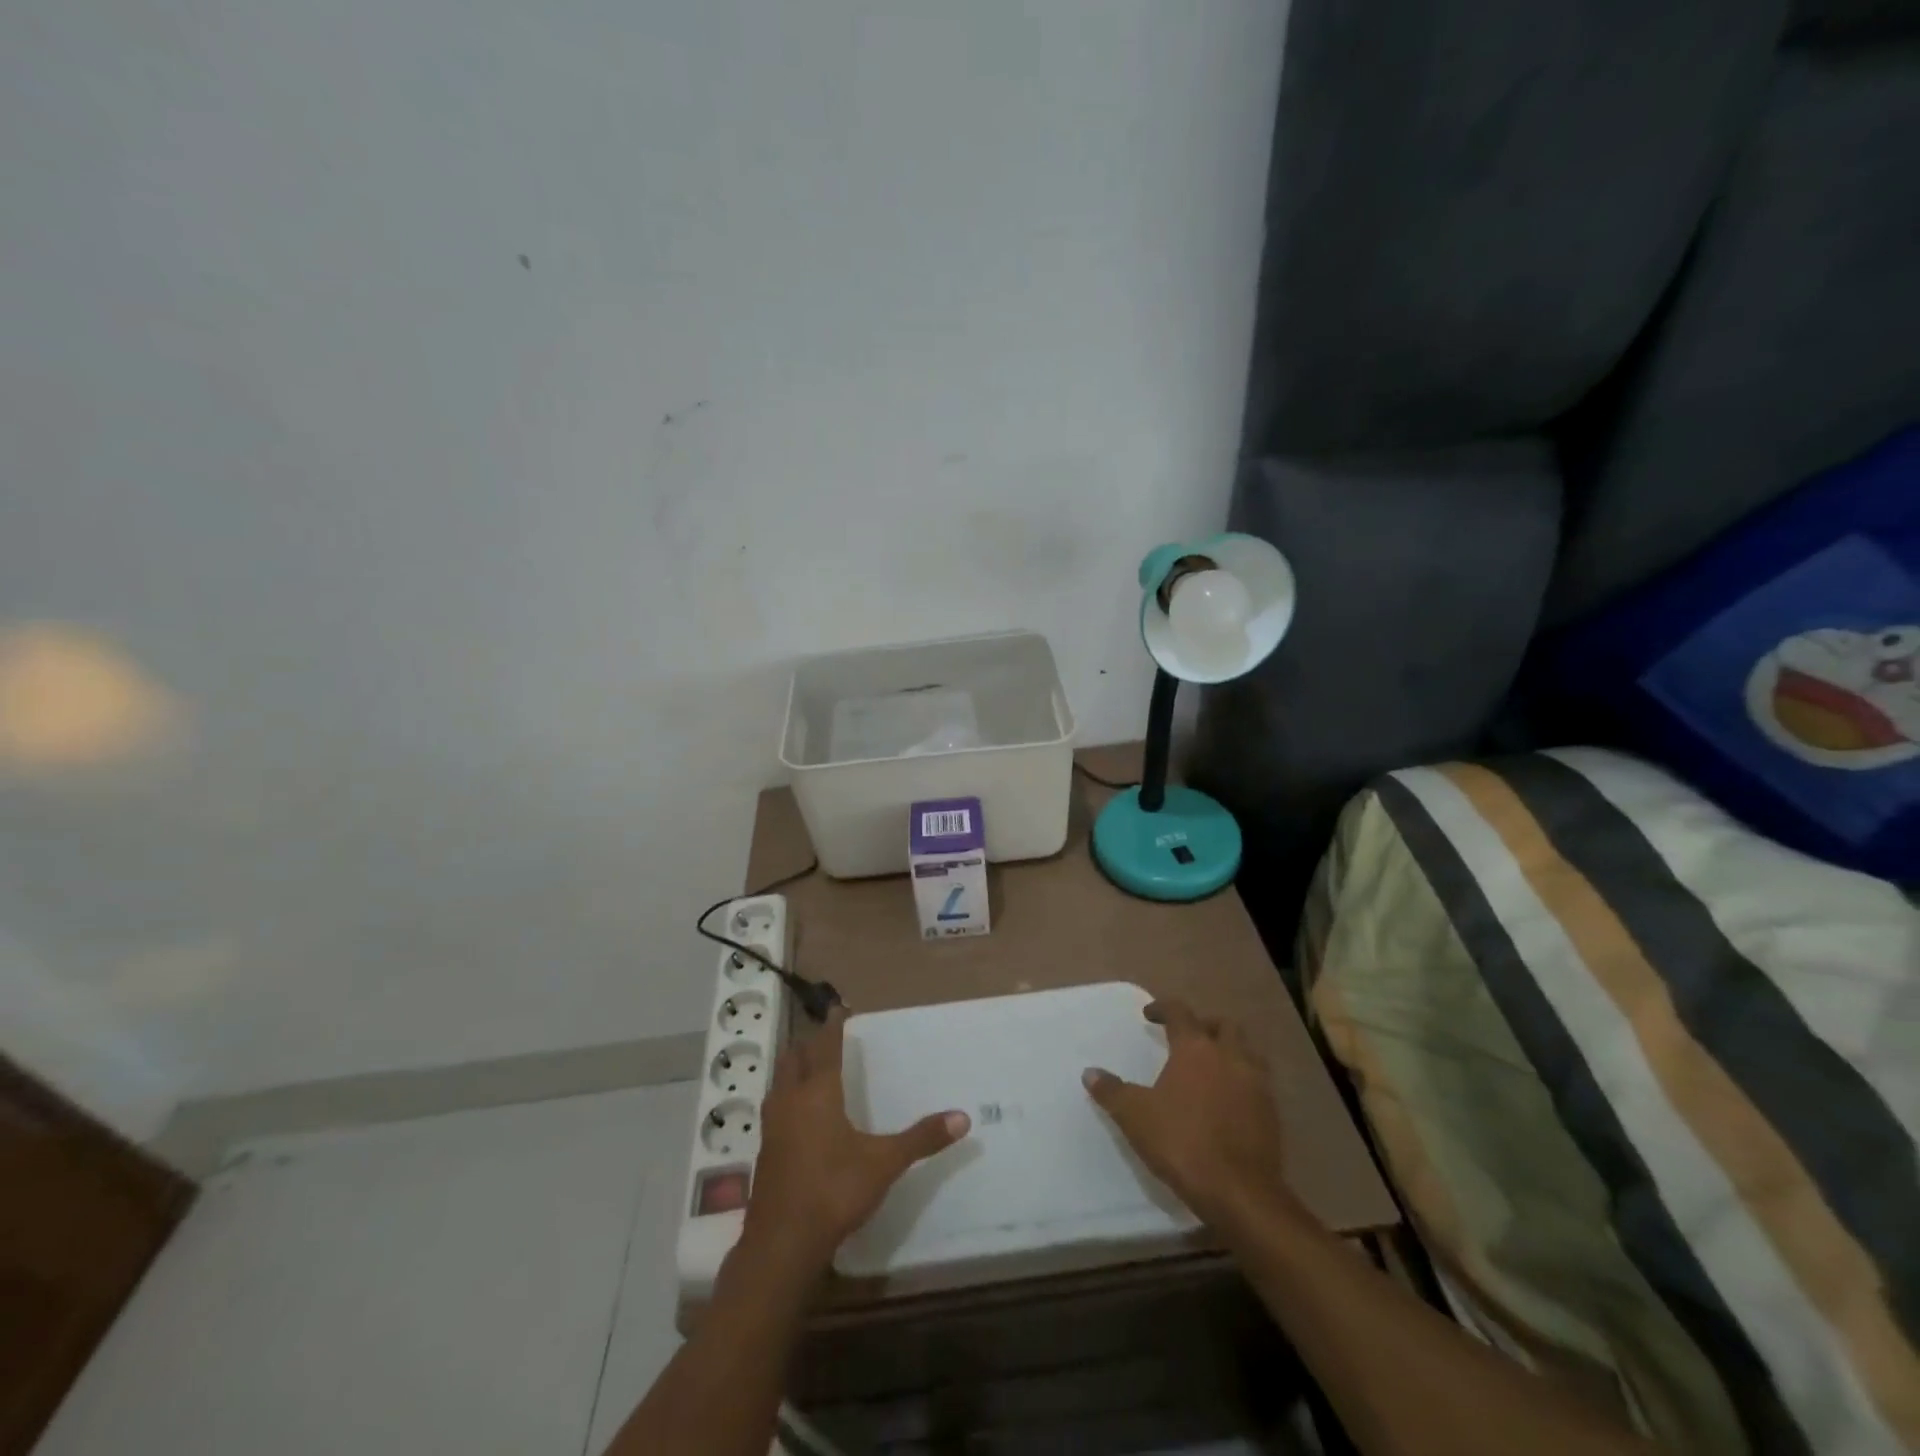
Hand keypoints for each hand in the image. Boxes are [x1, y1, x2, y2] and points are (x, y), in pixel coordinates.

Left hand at [741, 1007, 970, 1273]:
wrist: (782, 1244)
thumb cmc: (834, 1190)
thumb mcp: (884, 1163)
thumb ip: (921, 1138)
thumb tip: (963, 1117)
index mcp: (818, 1092)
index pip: (825, 1046)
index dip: (832, 1026)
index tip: (838, 1008)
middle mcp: (791, 1100)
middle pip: (794, 1058)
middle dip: (808, 1044)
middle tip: (824, 1037)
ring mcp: (772, 1127)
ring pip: (779, 1083)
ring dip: (793, 1069)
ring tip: (809, 1069)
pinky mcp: (764, 1152)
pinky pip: (775, 1109)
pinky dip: (786, 1098)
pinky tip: (798, 1116)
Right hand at [1083, 999, 1296, 1232]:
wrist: (1240, 1193)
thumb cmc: (1183, 1143)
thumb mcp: (1135, 1116)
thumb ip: (1112, 1091)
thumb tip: (1090, 1072)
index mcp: (1196, 1049)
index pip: (1180, 1012)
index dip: (1163, 1008)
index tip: (1149, 1015)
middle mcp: (1230, 1057)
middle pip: (1224, 1025)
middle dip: (1205, 1025)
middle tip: (1187, 1038)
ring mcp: (1257, 1084)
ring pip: (1248, 1052)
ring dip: (1230, 1051)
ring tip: (1211, 1067)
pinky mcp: (1271, 1114)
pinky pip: (1258, 1084)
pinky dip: (1242, 1082)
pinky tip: (1228, 1101)